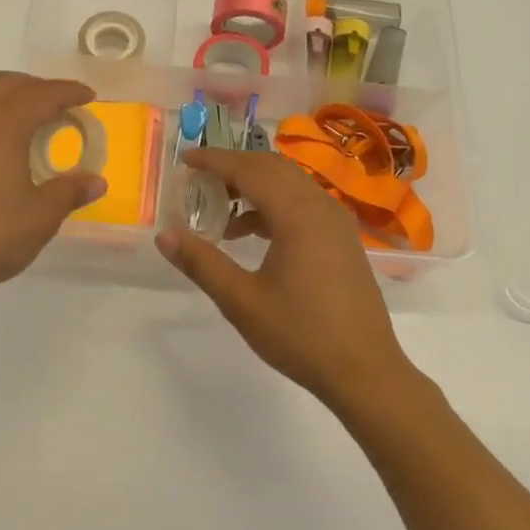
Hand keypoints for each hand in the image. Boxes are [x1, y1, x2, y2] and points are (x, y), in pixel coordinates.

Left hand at [0, 72, 104, 302]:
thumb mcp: (40, 217)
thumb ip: (69, 192)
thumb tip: (96, 181)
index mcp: (2, 125)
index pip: (42, 95)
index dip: (68, 92)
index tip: (88, 96)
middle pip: (8, 84)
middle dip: (38, 88)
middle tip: (62, 107)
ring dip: (12, 100)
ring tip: (34, 125)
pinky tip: (1, 150)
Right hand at [157, 148, 422, 415]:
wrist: (365, 371)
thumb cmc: (300, 335)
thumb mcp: (242, 301)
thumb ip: (202, 263)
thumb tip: (164, 235)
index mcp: (297, 215)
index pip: (249, 170)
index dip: (214, 160)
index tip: (185, 158)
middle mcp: (321, 207)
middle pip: (273, 167)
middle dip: (234, 166)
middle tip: (199, 178)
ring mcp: (337, 222)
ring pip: (291, 183)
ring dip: (255, 185)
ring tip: (221, 210)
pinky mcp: (343, 239)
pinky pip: (304, 203)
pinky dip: (275, 204)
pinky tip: (252, 232)